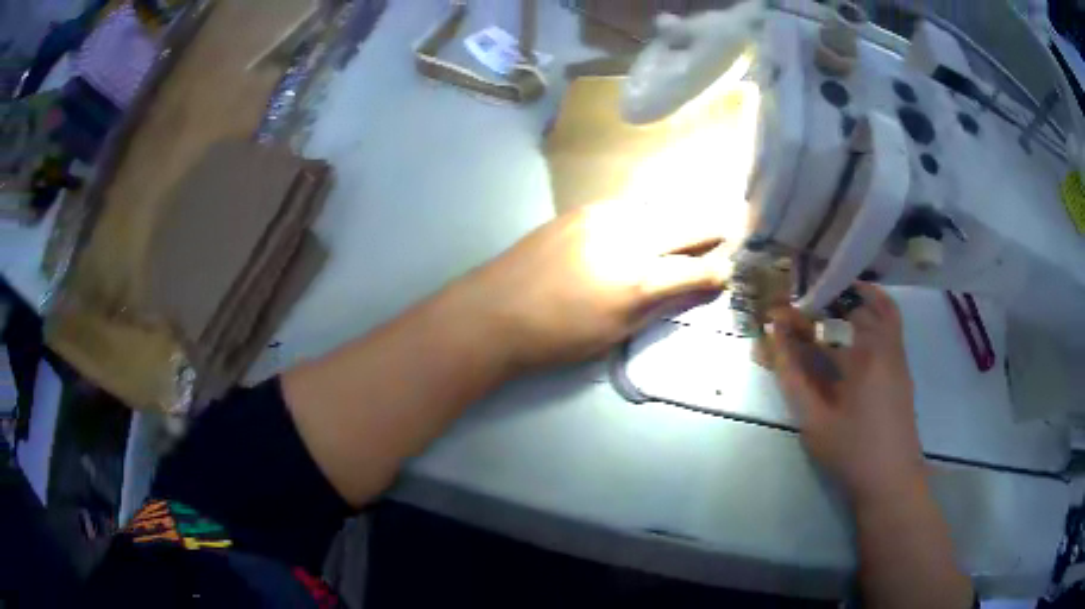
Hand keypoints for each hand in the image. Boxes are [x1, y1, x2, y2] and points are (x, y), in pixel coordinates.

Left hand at [465, 199, 730, 368]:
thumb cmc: (557, 335)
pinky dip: (650, 209)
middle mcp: (628, 238)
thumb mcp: (615, 332)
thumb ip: (658, 304)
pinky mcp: (582, 209)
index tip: (728, 270)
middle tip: (732, 225)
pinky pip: (630, 203)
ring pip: (660, 205)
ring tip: (697, 219)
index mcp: (638, 280)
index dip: (718, 271)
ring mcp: (603, 216)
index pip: (696, 269)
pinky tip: (652, 217)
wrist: (495, 310)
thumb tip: (692, 287)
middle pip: (687, 223)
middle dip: (714, 227)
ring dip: (683, 213)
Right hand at [769, 284, 925, 506]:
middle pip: (858, 305)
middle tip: (805, 309)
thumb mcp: (815, 421)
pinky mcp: (902, 368)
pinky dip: (876, 312)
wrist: (892, 479)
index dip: (801, 315)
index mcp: (864, 356)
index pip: (828, 320)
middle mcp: (885, 345)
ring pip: (881, 309)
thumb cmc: (852, 452)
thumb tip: (775, 340)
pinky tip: (856, 329)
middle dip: (829, 301)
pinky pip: (892, 325)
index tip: (779, 314)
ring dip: (855, 301)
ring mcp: (898, 355)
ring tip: (830, 307)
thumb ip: (794, 378)